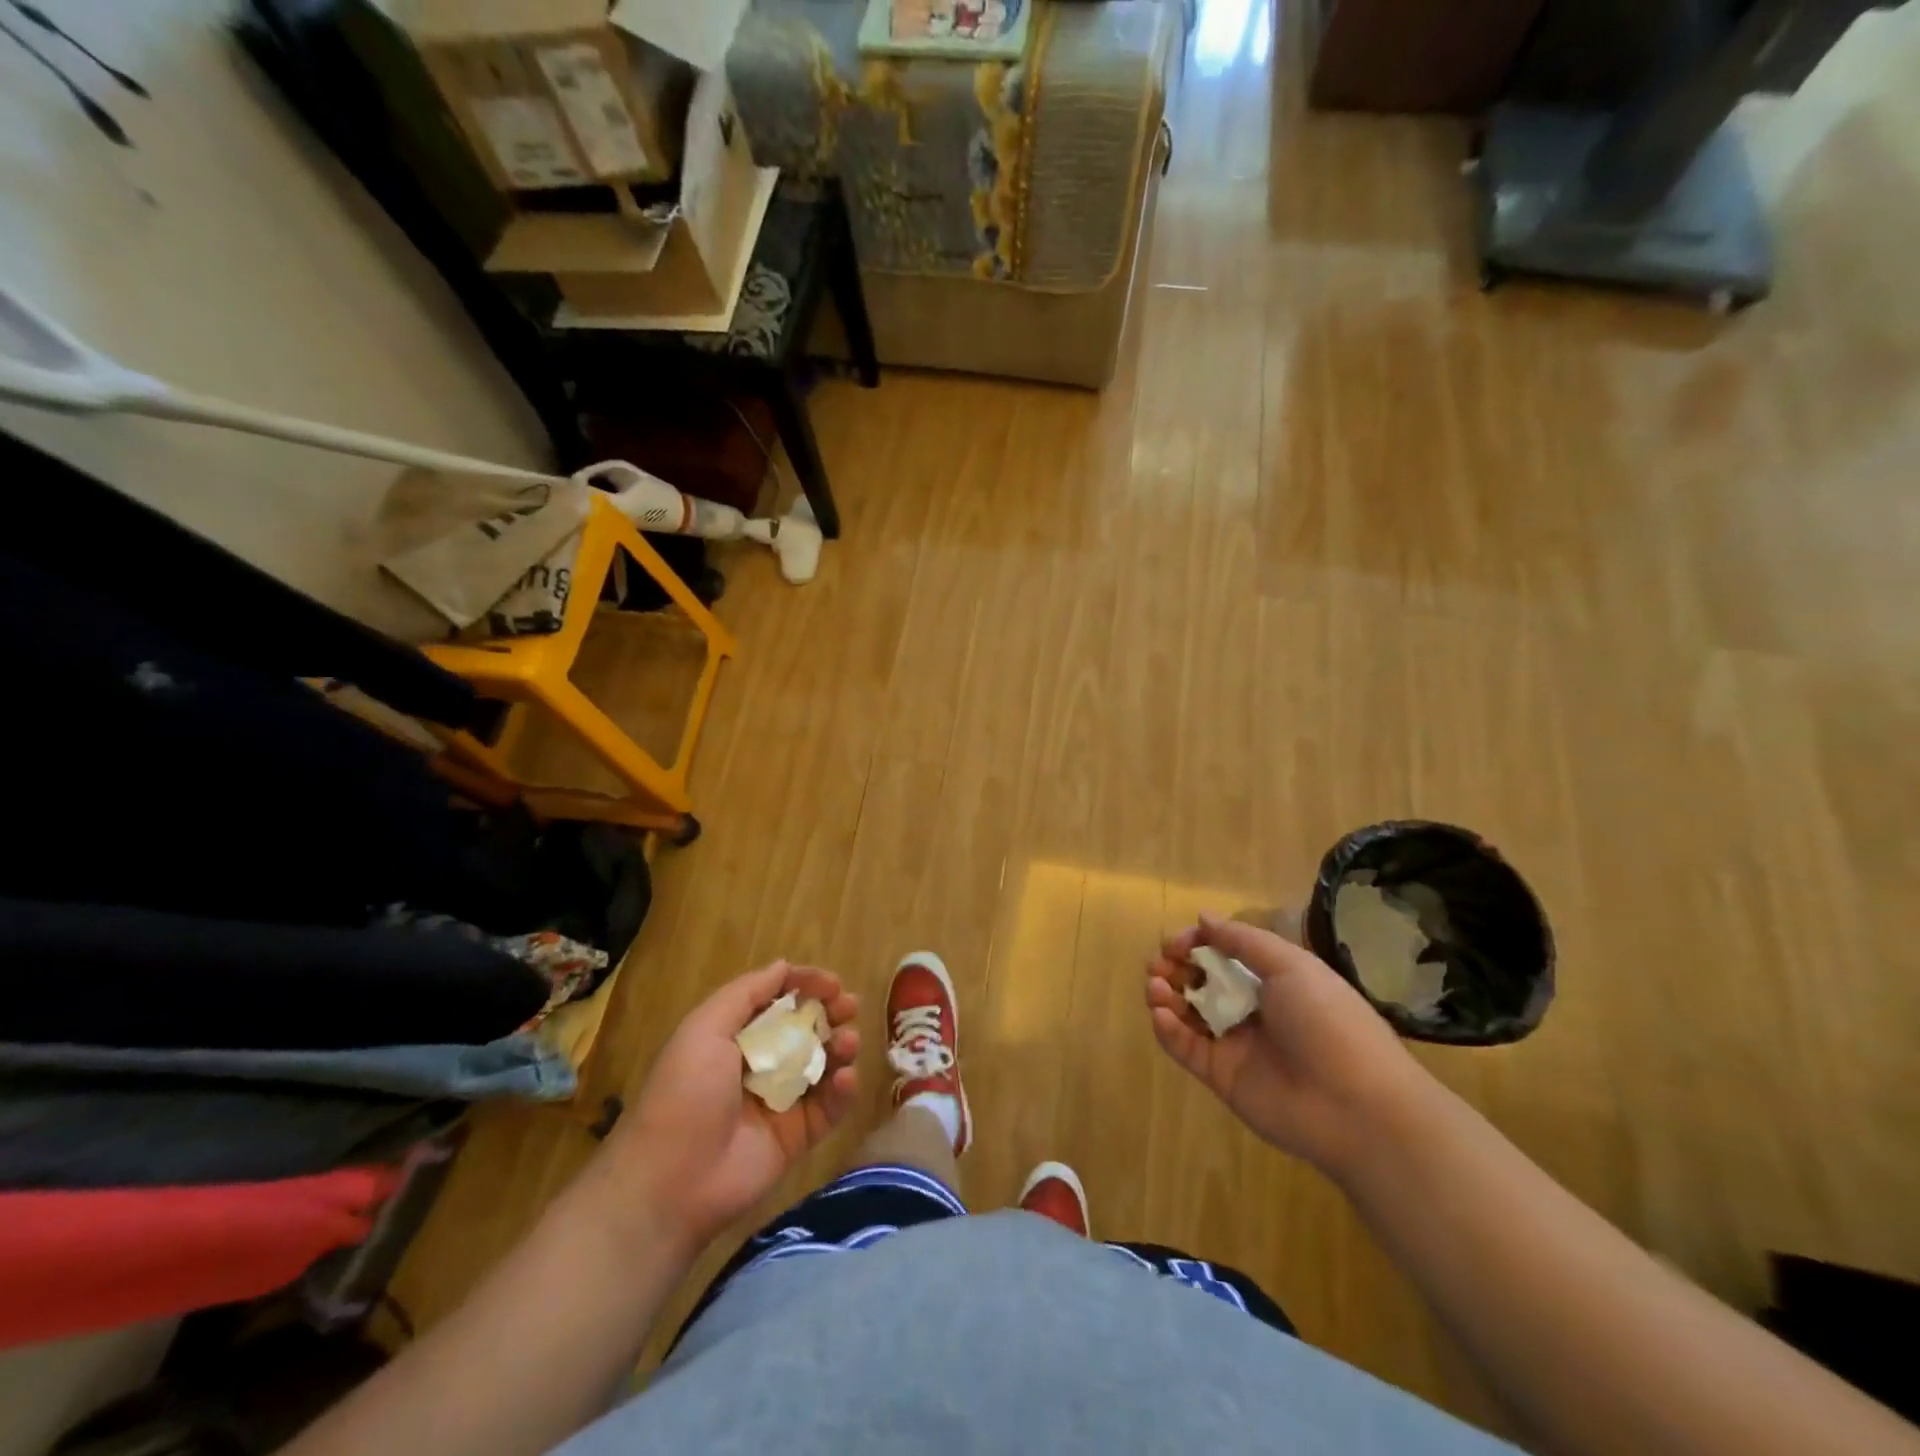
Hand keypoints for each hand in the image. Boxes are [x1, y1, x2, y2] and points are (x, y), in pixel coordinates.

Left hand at [607, 961, 859, 1254]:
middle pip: (806, 1029)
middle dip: (831, 1012)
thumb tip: (783, 965)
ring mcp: (782, 1100)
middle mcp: (761, 1064)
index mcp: (735, 1037)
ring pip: (824, 1064)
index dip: (805, 986)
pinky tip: (844, 1078)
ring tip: (847, 1041)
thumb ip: (746, 993)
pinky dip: (843, 1090)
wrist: (672, 1182)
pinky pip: (829, 1107)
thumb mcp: (705, 1029)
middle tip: (848, 1006)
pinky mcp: (798, 1136)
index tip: (832, 983)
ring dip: (841, 1046)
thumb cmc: (685, 1093)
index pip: (778, 1001)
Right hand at [1145, 913, 1426, 1174]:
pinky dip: (1167, 1030)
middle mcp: (1251, 1007)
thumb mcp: (1291, 966)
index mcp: (1273, 979)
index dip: (1196, 943)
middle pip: (1200, 980)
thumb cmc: (1327, 1022)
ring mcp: (1235, 1043)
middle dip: (1174, 967)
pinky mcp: (1221, 1076)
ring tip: (1155, 986)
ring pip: (1188, 1012)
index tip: (1176, 943)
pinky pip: (1186, 1048)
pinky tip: (1161, 1015)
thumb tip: (1203, 917)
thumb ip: (1242, 940)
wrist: (1356, 1106)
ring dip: (1165, 994)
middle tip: (1158, 965)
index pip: (1222, 953)